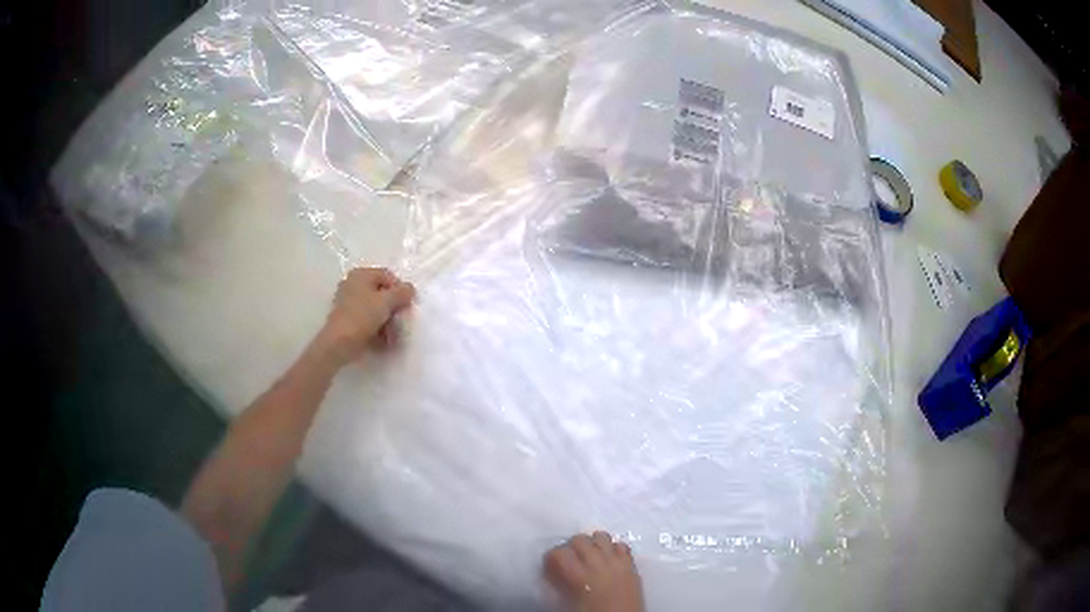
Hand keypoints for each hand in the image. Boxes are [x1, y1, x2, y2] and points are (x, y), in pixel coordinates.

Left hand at [316, 267, 414, 365]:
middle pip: (382, 293)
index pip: (388, 276)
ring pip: (375, 308)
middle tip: (401, 321)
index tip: (407, 306)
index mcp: (361, 274)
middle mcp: (353, 284)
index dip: (400, 290)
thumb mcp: (386, 301)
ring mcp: (349, 302)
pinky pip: (367, 319)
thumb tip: (410, 289)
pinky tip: (384, 340)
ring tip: (394, 335)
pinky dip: (377, 328)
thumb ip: (402, 292)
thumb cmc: (362, 316)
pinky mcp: (348, 319)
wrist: (339, 343)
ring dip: (387, 321)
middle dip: (394, 308)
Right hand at [545, 531, 644, 611]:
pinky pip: (622, 545)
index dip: (552, 557)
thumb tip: (554, 571)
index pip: (559, 553)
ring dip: (592, 543)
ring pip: (602, 536)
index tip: (551, 565)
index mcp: (580, 576)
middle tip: (570, 560)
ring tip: (589, 555)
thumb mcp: (570, 602)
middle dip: (571, 547)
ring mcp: (618, 562)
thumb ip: (562, 583)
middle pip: (580, 539)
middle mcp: (599, 564)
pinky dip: (613, 549)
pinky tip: (609, 559)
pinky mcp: (632, 565)